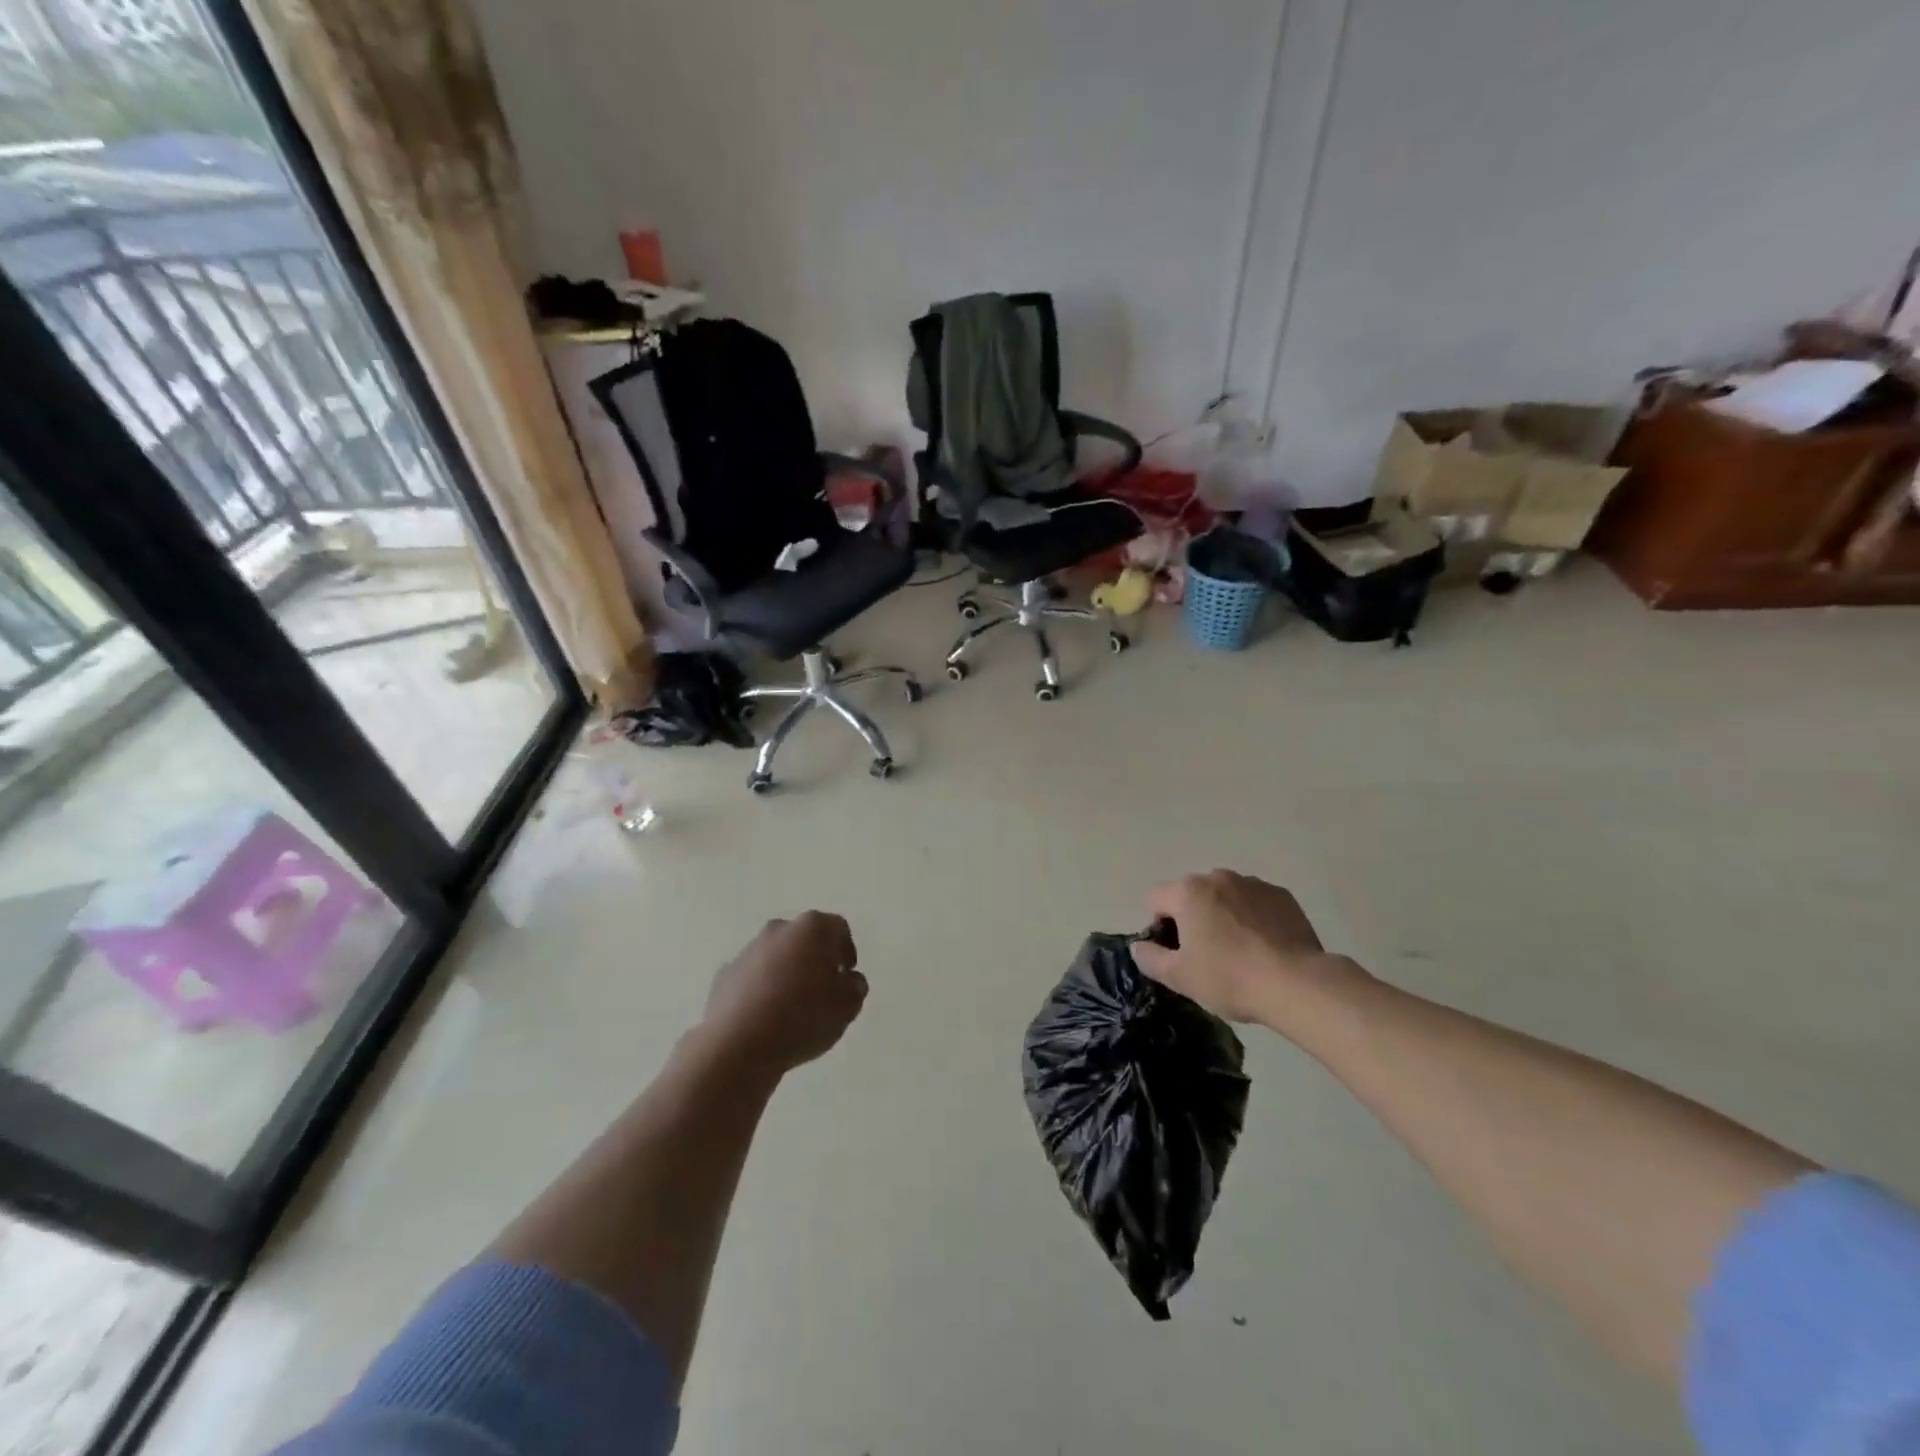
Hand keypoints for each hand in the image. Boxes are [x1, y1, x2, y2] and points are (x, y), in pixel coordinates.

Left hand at [702, 912, 867, 1075]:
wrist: (738, 1044)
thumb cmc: (803, 1018)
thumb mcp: (847, 1006)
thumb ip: (855, 986)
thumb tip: (848, 979)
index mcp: (812, 928)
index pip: (837, 928)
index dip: (846, 950)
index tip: (847, 975)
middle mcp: (778, 930)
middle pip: (804, 938)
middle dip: (815, 959)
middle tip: (823, 989)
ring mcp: (747, 951)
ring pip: (776, 956)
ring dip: (786, 973)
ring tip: (793, 1008)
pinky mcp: (725, 975)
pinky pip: (752, 977)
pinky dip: (761, 990)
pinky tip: (766, 1017)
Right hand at [1132, 870, 1361, 1028]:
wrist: (1297, 983)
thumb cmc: (1229, 977)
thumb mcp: (1179, 977)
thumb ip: (1150, 958)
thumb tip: (1139, 946)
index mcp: (1187, 892)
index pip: (1155, 898)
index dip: (1159, 925)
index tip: (1176, 953)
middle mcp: (1218, 877)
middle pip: (1191, 894)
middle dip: (1193, 917)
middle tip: (1206, 954)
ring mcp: (1253, 883)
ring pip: (1225, 895)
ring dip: (1223, 914)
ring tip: (1240, 951)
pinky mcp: (1282, 895)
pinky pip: (1255, 902)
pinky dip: (1253, 917)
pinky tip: (1264, 946)